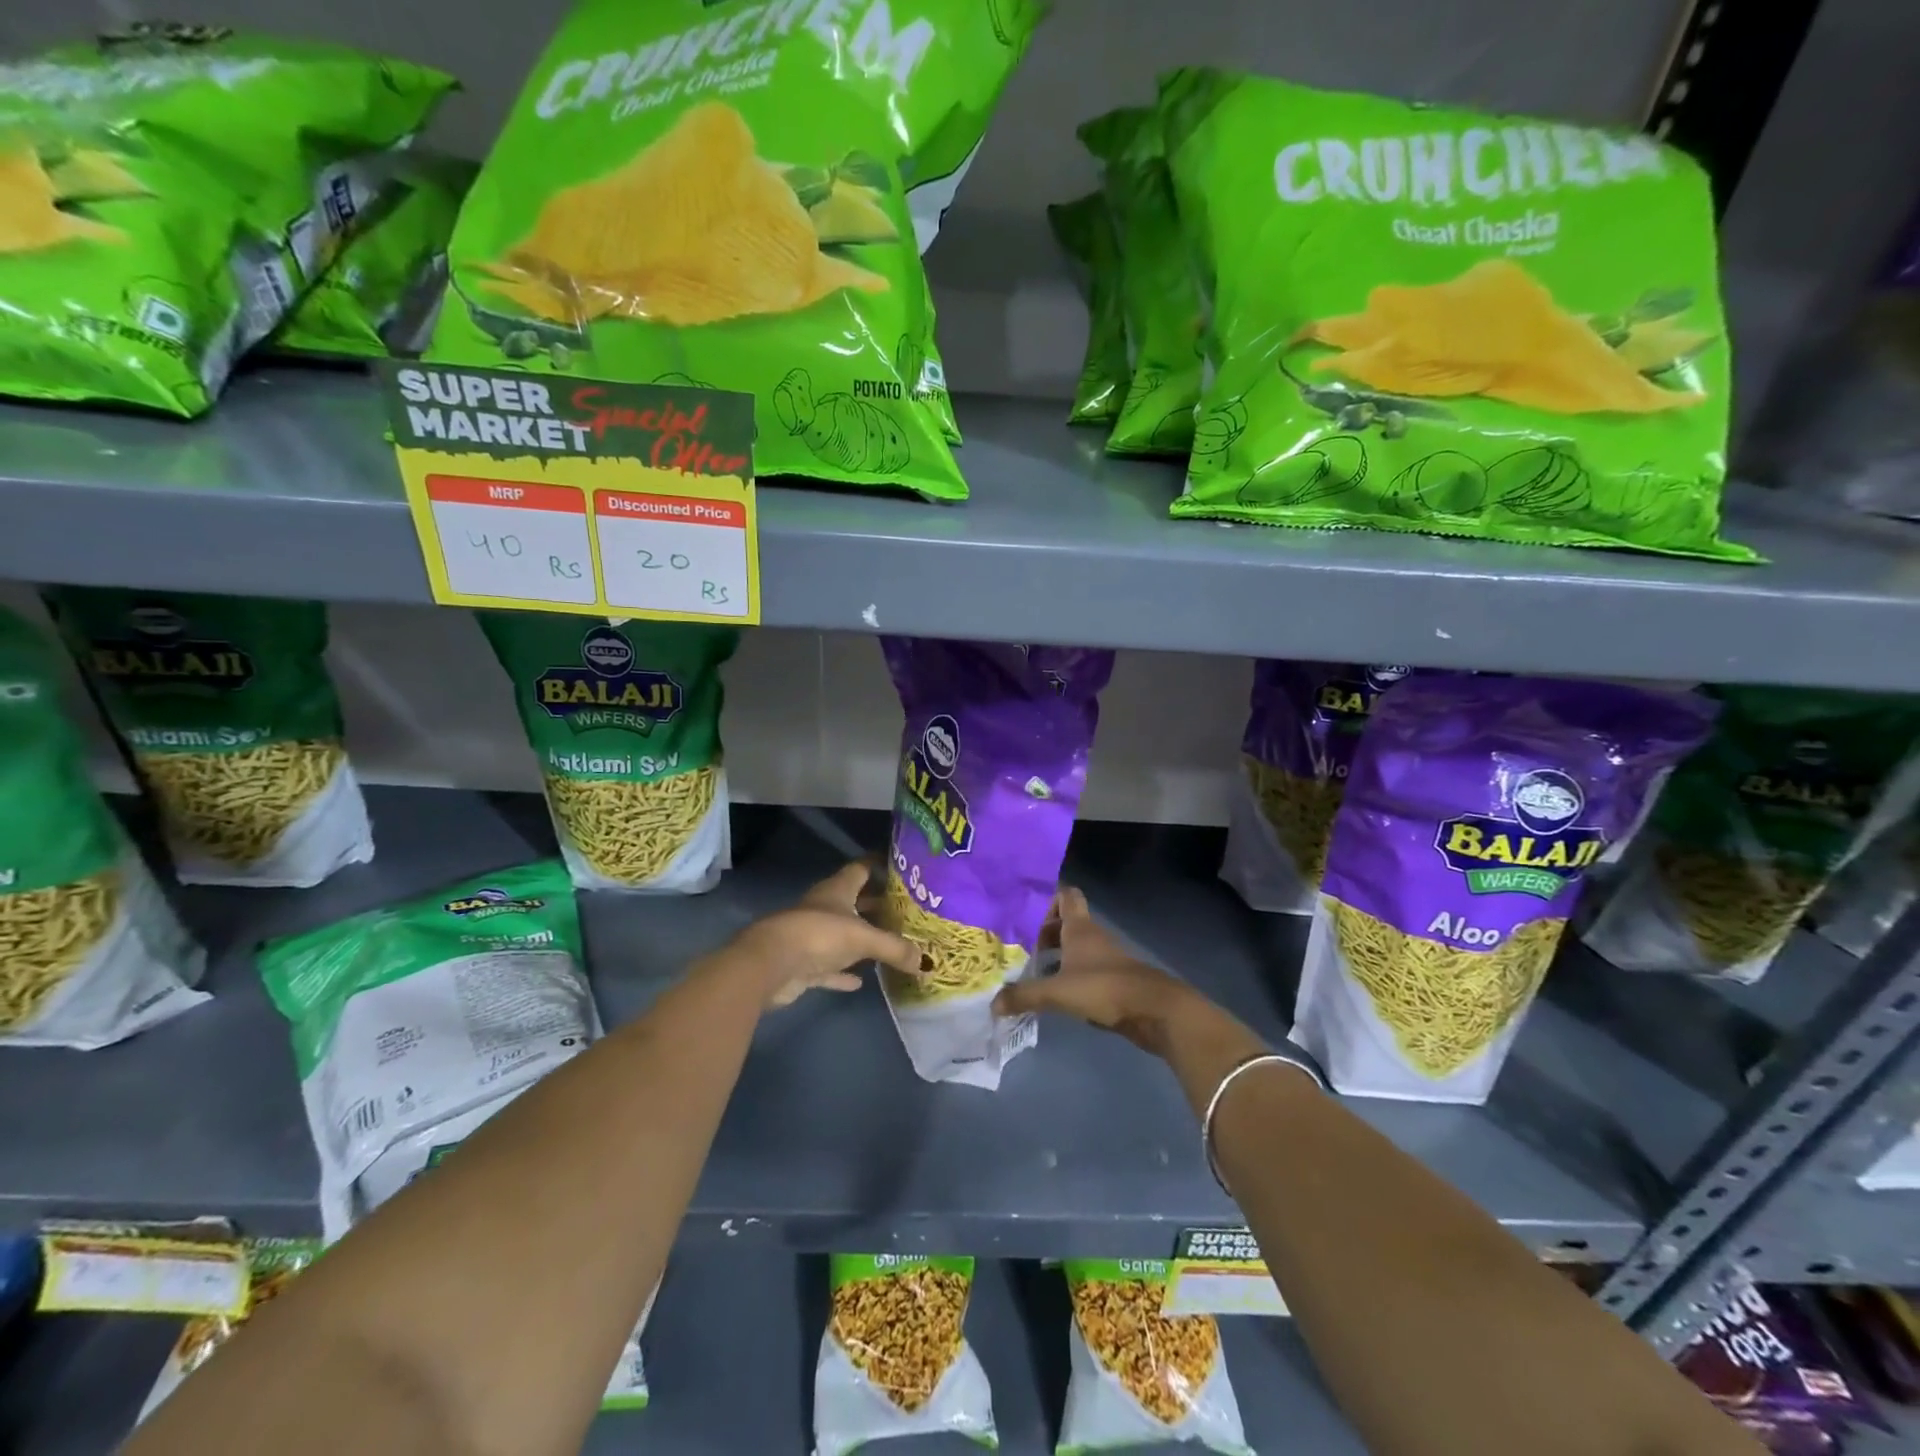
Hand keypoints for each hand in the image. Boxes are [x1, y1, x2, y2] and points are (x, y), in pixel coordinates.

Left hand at [729, 861, 922, 1008]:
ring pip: (842, 934)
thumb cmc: (819, 935)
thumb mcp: (864, 939)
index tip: (902, 867)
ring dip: (861, 939)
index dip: (879, 865)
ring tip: (890, 943)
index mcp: (838, 890)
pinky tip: (860, 980)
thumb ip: (895, 948)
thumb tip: (927, 961)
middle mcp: (824, 907)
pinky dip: (843, 972)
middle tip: (906, 911)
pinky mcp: (803, 964)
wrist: (769, 964)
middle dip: (877, 904)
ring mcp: (811, 936)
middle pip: (854, 901)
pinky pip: (829, 967)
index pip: (861, 868)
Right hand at [991, 887, 1205, 1055]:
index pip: (1066, 895)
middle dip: (1042, 932)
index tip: (1024, 913)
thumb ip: (1024, 995)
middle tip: (1018, 948)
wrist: (1154, 1011)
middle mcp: (1091, 937)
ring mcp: (1103, 958)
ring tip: (1029, 971)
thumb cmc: (1104, 988)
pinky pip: (1082, 969)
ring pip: (1073, 947)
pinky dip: (1067, 975)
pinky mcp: (1111, 981)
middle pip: (1065, 923)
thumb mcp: (1058, 992)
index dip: (1046, 899)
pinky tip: (1053, 993)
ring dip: (1054, 956)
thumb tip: (993, 1004)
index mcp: (1080, 928)